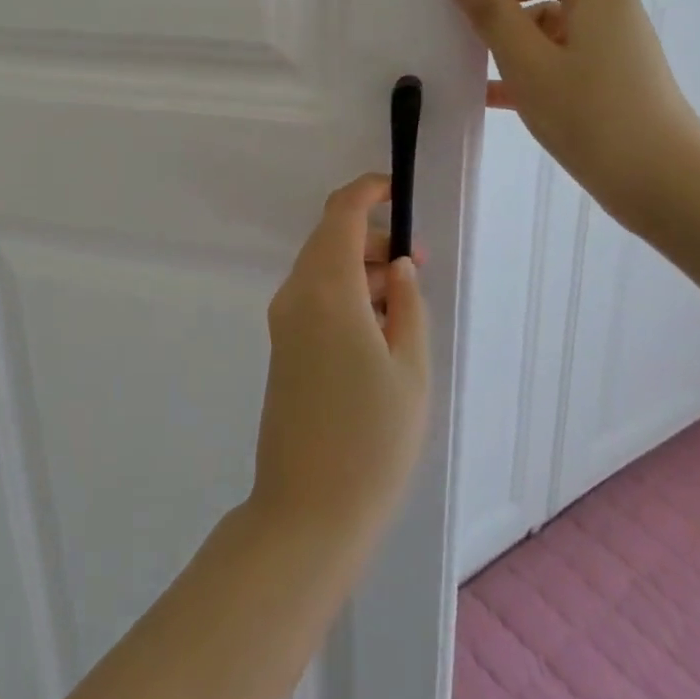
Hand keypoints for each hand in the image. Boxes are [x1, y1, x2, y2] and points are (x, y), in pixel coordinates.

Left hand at [248, 174, 428, 554]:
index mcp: (326, 290)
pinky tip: (378, 328)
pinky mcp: (283, 345)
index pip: (340, 214)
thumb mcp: (410, 369)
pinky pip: (314, 297)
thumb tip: (397, 265)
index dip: (368, 191)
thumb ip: (406, 305)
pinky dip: (345, 292)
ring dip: (360, 267)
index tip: (398, 189)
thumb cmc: (372, 440)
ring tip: (405, 300)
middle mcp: (296, 294)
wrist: (308, 509)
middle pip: (329, 239)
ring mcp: (283, 320)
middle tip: (417, 266)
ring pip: (322, 268)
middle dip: (371, 236)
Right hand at [441, 0, 699, 227]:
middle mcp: (603, 2)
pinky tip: (484, 91)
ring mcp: (604, 38)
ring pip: (543, 13)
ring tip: (461, 56)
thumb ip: (490, 10)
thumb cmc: (596, 116)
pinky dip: (520, 60)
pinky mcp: (601, 71)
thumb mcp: (529, 62)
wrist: (666, 186)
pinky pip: (551, 49)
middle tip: (450, 10)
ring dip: (503, 28)